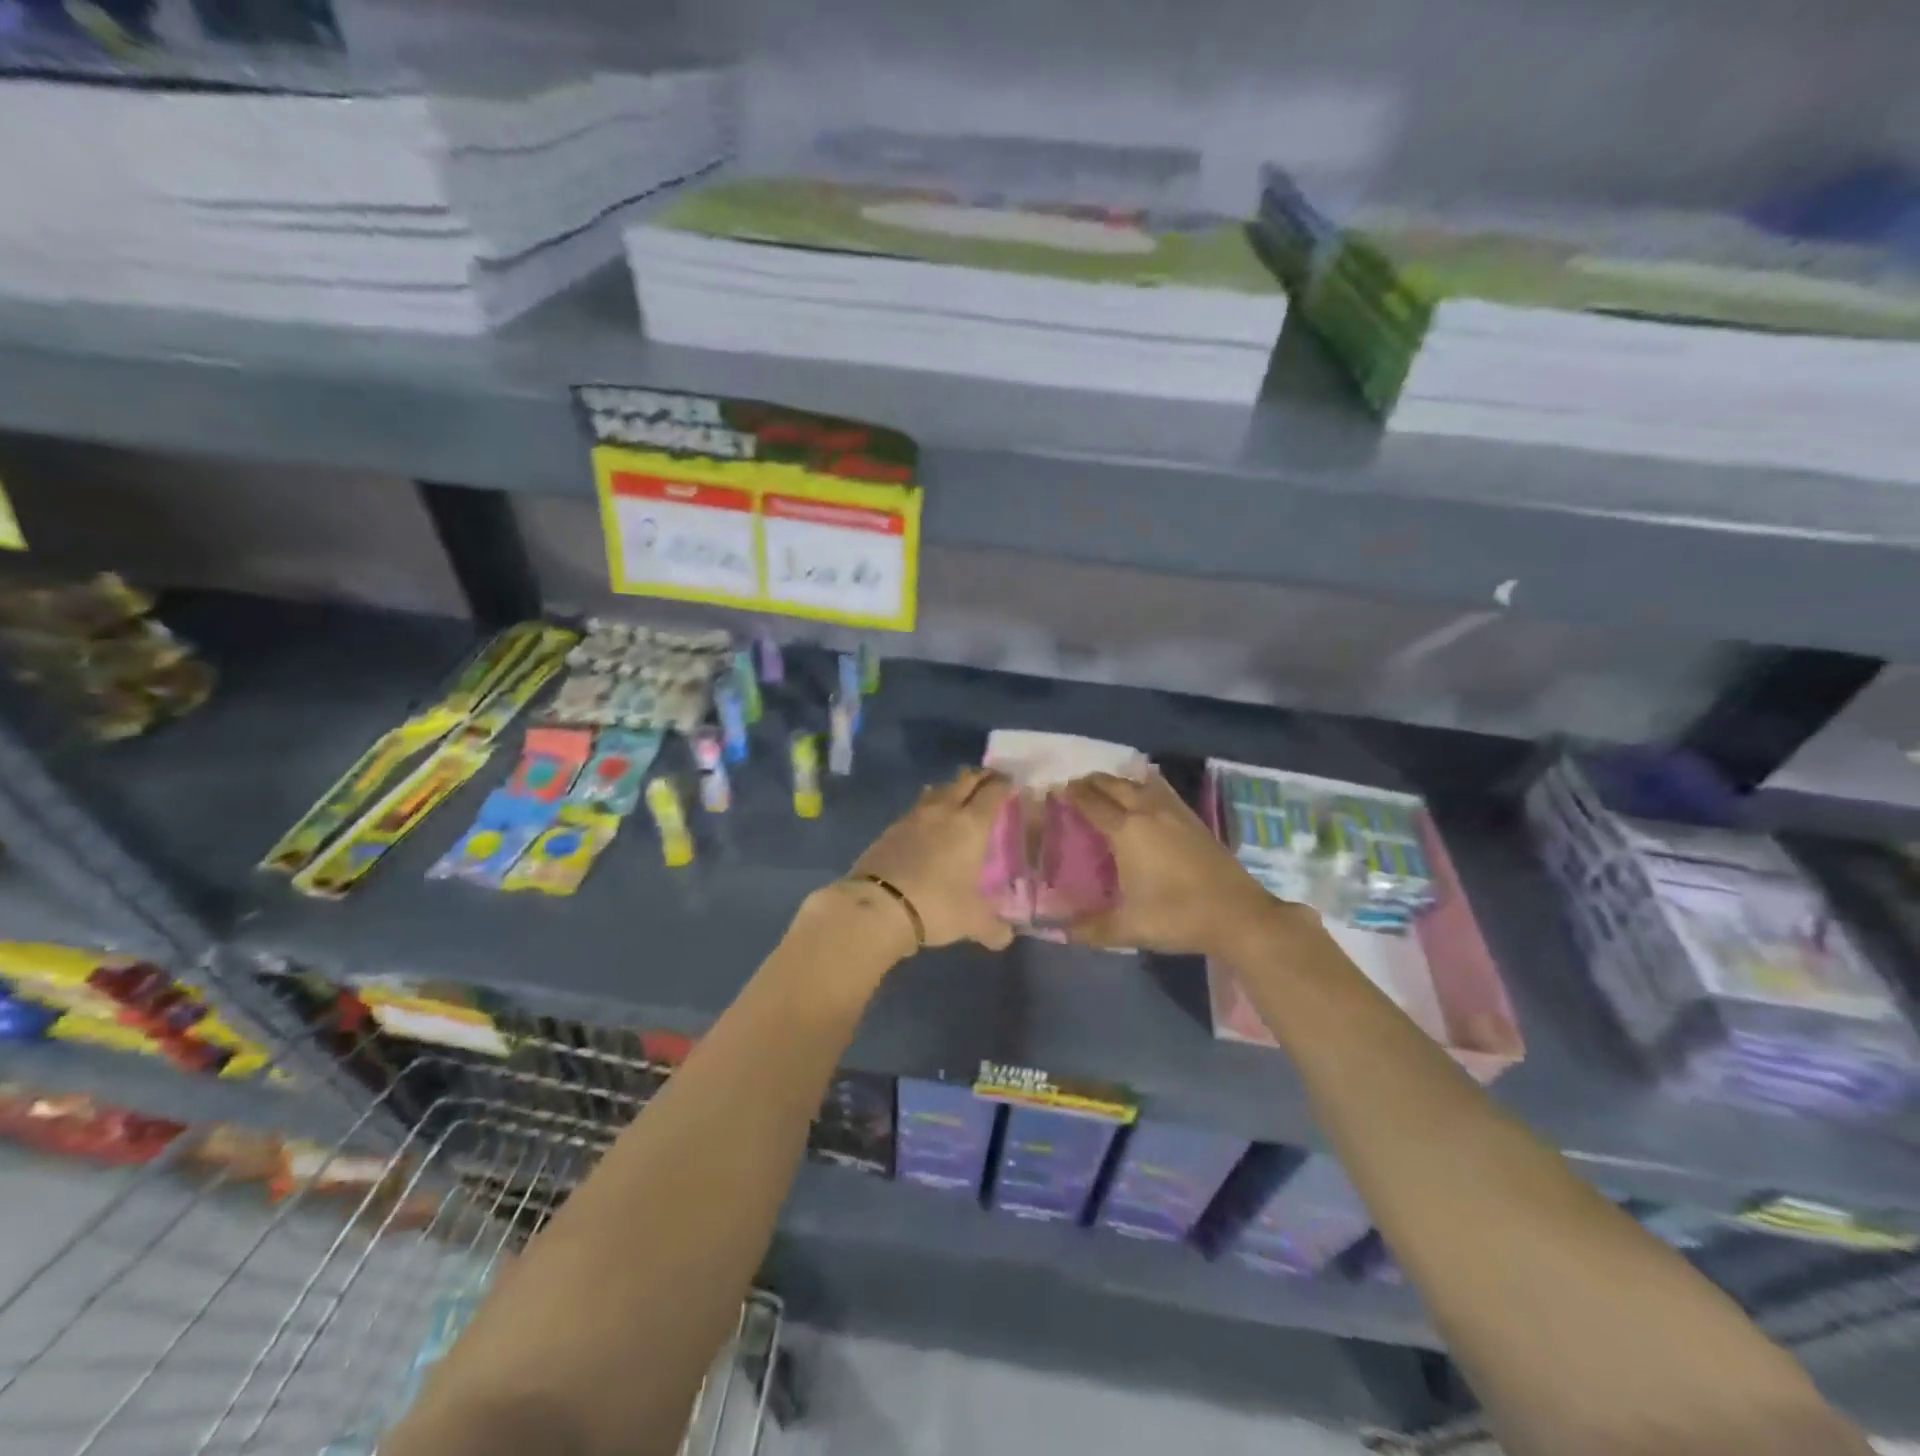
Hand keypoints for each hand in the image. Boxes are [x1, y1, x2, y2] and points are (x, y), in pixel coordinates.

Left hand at [846, 767, 1016, 951]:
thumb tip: (1005, 938)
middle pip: (964, 781)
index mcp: (970, 825)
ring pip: (936, 791)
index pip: (991, 793)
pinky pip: (915, 809)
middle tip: (988, 778)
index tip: (1010, 781)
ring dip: (950, 788)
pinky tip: (926, 821)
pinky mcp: (890, 829)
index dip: (1003, 784)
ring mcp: (913, 818)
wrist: (878, 905)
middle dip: (978, 777)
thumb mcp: (971, 921)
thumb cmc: (936, 905)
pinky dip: (926, 808)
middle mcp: (943, 812)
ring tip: (956, 794)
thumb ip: (992, 927)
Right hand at [1061, 771, 1289, 955]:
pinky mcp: (1193, 819)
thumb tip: (1056, 931)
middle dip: (1091, 783)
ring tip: (1104, 787)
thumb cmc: (1177, 917)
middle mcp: (1147, 812)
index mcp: (1126, 832)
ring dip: (1117, 781)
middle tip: (1074, 787)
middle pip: (1114, 785)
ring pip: (1139, 783)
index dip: (1071, 795)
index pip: (1091, 804)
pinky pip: (1161, 790)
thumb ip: (1089, 928)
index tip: (1056, 791)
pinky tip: (1144, 794)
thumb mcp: (1128, 928)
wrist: (1238, 915)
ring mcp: (1174, 812)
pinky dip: (1144, 785)